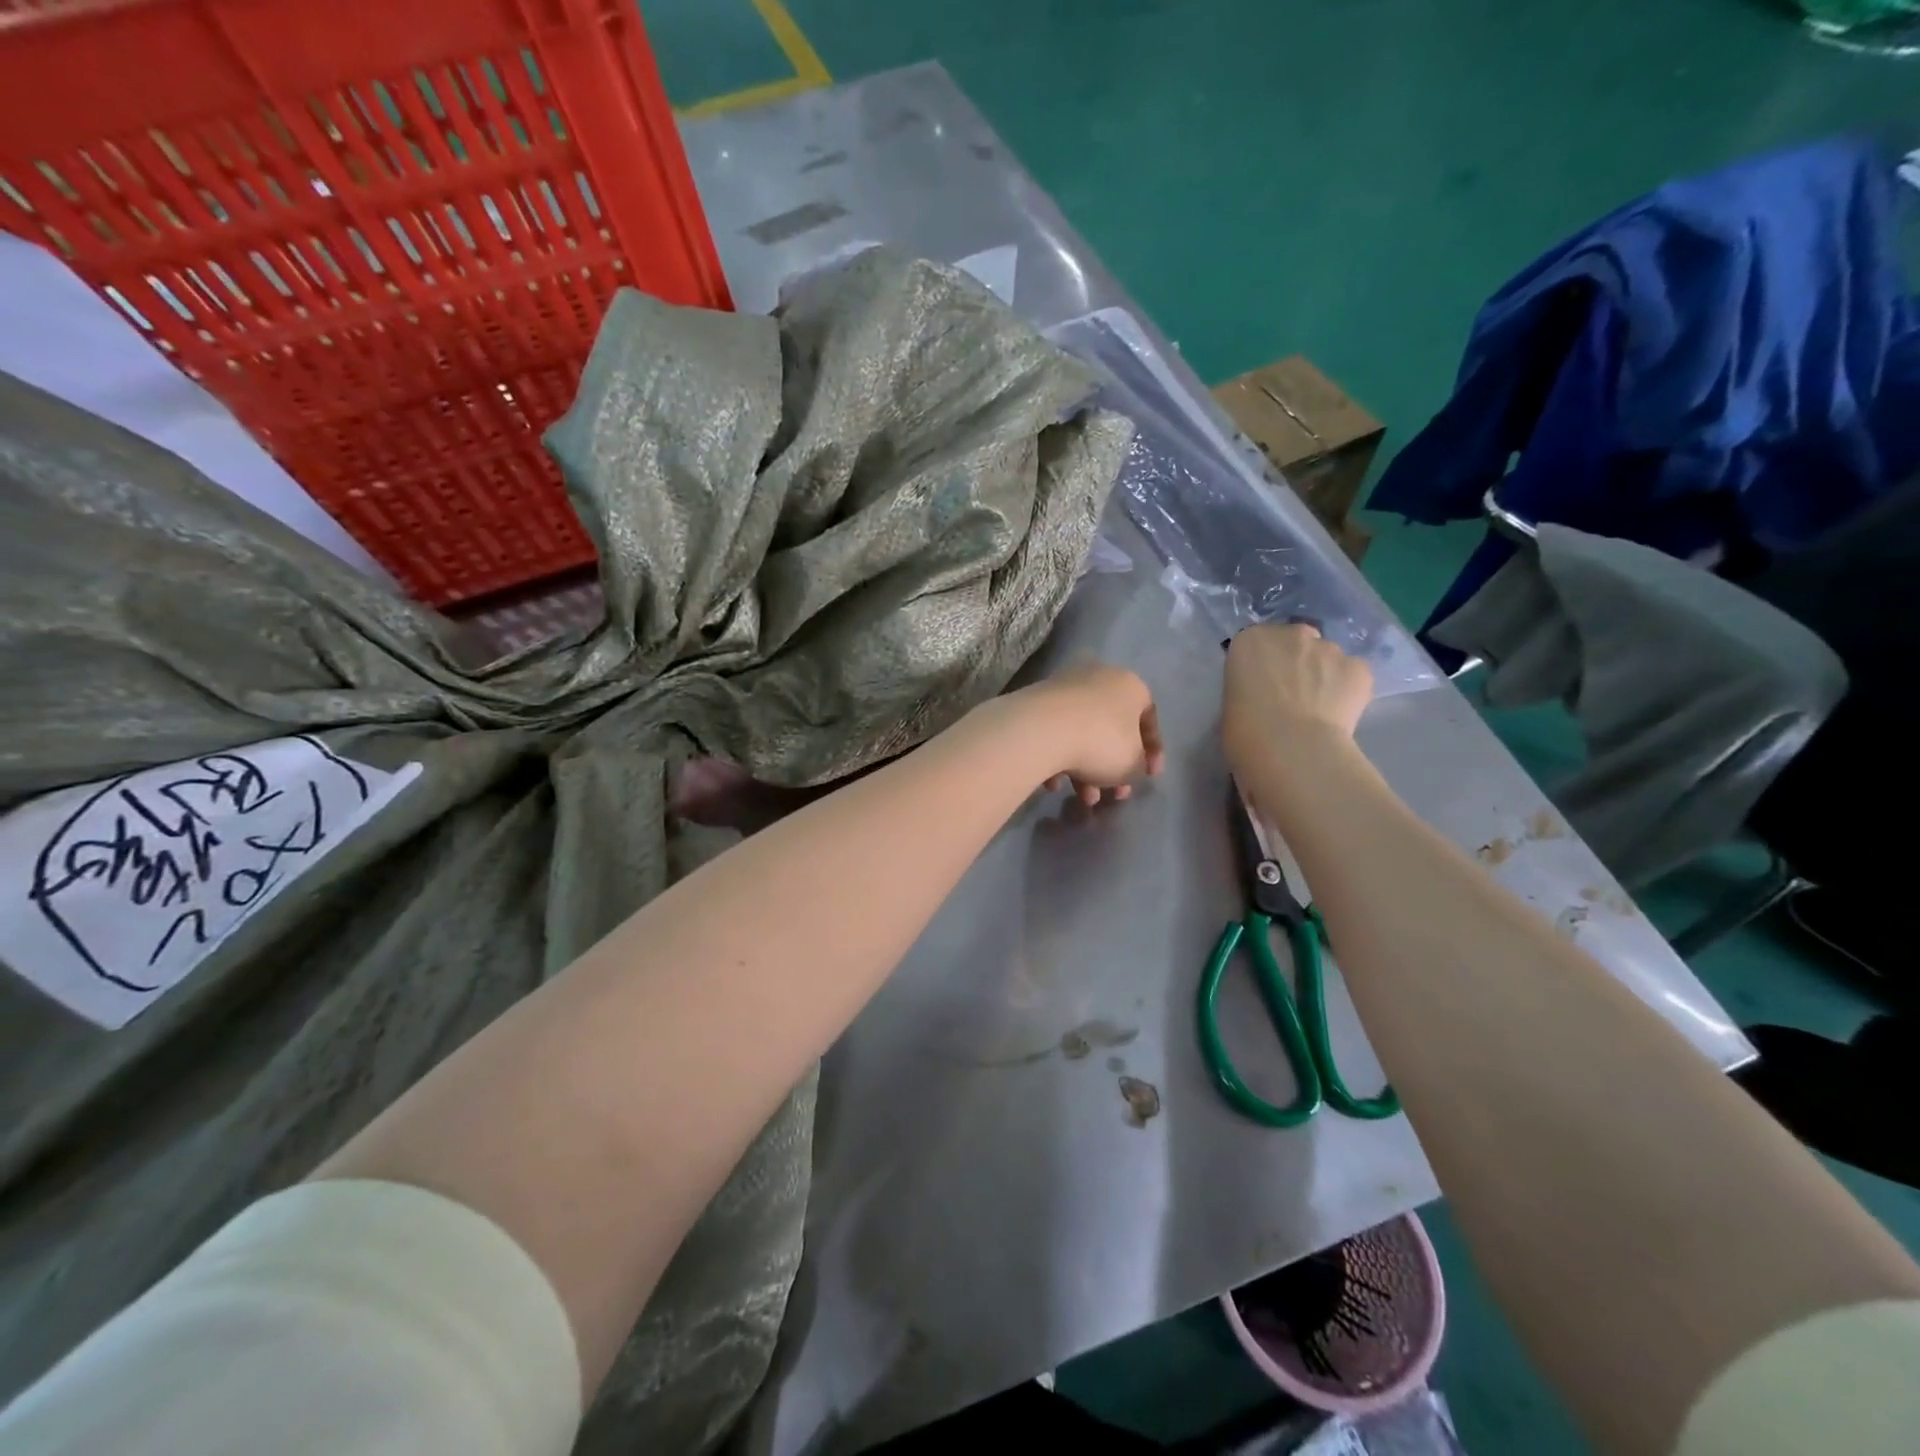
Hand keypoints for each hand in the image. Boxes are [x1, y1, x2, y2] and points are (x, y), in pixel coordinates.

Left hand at [1025, 662, 1163, 804]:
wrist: (1041, 729)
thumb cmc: (1101, 742)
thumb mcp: (1133, 763)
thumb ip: (1138, 764)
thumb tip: (1129, 764)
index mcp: (1129, 685)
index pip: (1148, 717)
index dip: (1152, 751)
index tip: (1148, 777)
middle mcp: (1097, 678)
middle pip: (1111, 728)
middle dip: (1114, 767)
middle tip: (1114, 794)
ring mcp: (1063, 688)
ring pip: (1082, 734)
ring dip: (1086, 770)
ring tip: (1084, 798)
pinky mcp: (1035, 702)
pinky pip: (1055, 734)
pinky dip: (1058, 759)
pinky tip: (1053, 784)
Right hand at [1223, 625, 1372, 771]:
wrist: (1291, 750)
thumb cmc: (1245, 732)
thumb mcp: (1231, 702)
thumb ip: (1249, 686)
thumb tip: (1266, 694)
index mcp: (1251, 641)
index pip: (1257, 644)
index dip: (1263, 666)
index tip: (1263, 688)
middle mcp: (1292, 635)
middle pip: (1296, 642)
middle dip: (1295, 662)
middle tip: (1291, 696)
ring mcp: (1329, 649)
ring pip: (1328, 657)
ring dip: (1323, 675)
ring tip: (1318, 710)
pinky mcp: (1360, 668)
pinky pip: (1353, 675)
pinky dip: (1348, 690)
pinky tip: (1339, 715)